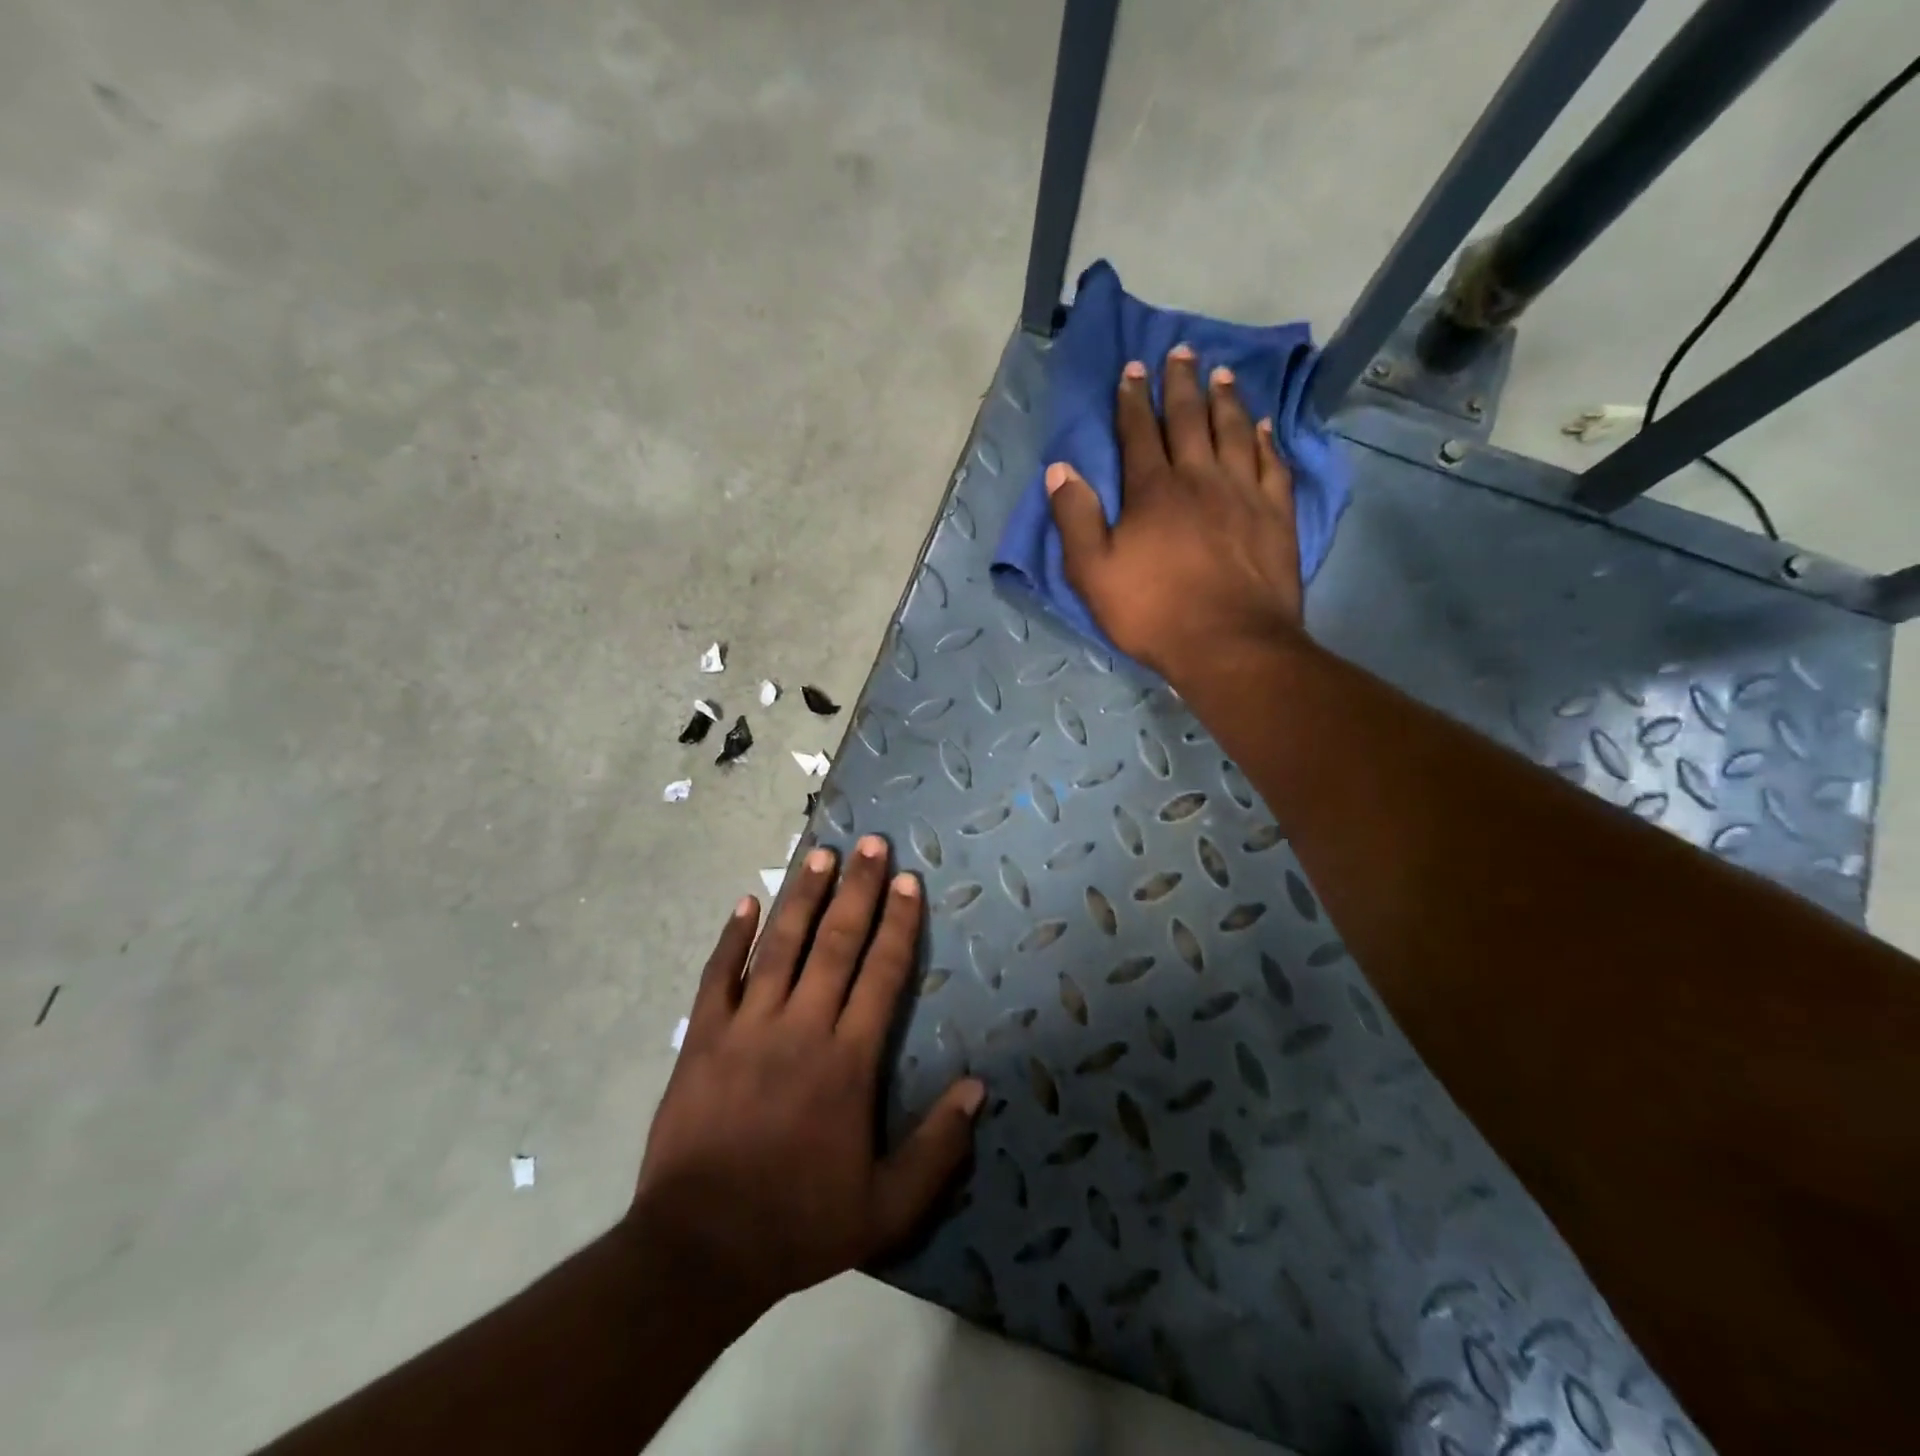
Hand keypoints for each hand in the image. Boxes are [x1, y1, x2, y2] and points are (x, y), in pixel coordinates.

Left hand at [627, 836, 984, 1325]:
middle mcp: (802, 1027)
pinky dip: (733, 936)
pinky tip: (746, 900)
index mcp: (848, 1060)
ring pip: (781, 945)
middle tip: (872, 844)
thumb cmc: (798, 1222)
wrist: (699, 1248)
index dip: (899, 923)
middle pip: (836, 943)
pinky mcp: (702, 1038)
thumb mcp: (886, 1206)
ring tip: (822, 855)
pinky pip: (718, 975)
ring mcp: (747, 1027)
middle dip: (859, 889)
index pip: (882, 973)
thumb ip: (937, 1148)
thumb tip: (977, 1087)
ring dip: (804, 896)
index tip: (909, 881)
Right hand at [1046, 344, 1305, 680]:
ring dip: (1225, 399)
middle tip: (1180, 351)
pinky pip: (1272, 464)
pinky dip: (1266, 440)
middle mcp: (1200, 478)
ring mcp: (1244, 494)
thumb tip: (1060, 468)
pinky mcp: (1276, 516)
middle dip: (1180, 383)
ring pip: (1234, 432)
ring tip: (1222, 373)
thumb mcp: (1092, 573)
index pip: (1139, 432)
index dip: (1132, 399)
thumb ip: (1075, 518)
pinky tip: (1262, 426)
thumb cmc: (1153, 612)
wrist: (1229, 645)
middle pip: (1189, 419)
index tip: (1132, 370)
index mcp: (1153, 491)